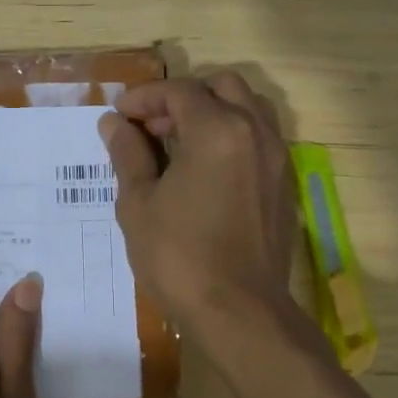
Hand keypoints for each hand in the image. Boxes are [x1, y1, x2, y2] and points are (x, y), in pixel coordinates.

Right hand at [101, 71, 296, 338]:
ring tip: (180, 144)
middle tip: (152, 127)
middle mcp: (255, 132)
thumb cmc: (179, 256)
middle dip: (183, 98)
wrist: (239, 311)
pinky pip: (260, 138)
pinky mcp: (284, 184)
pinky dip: (232, 135)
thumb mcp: (139, 203)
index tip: (120, 117)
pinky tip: (205, 170)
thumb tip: (114, 123)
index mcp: (217, 130)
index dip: (145, 98)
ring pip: (248, 108)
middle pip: (222, 86)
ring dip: (213, 112)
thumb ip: (128, 154)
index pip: (180, 92)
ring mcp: (277, 158)